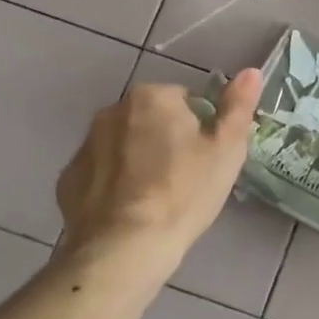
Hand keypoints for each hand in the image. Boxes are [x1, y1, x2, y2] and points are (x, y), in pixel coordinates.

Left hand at [55, 70, 263, 254]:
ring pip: (123, 145)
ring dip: (139, 160)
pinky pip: (100, 173)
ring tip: (157, 198)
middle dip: (166, 140)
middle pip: (151, 120)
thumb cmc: (185, 192)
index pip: (186, 101)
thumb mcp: (226, 149)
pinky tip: (129, 211)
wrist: (125, 247)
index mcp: (153, 97)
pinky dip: (113, 184)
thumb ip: (238, 106)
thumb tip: (251, 71)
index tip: (206, 159)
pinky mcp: (68, 179)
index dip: (201, 129)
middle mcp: (112, 110)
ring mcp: (85, 145)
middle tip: (186, 178)